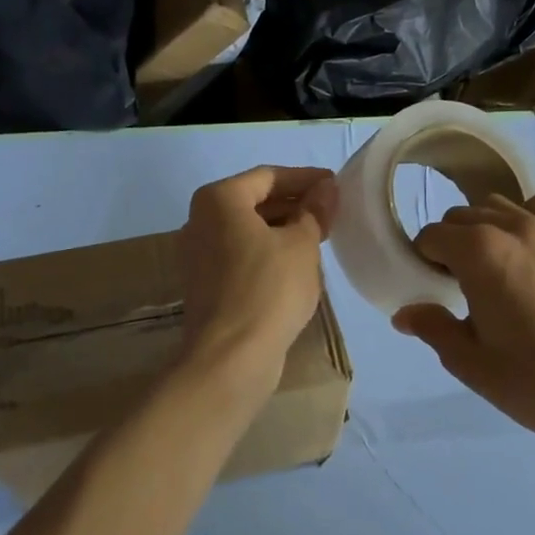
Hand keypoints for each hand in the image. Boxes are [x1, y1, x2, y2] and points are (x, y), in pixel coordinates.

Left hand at [179, 165, 337, 393]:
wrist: (230, 358)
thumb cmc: (269, 290)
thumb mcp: (301, 245)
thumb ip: (314, 211)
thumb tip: (326, 189)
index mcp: (219, 200)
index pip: (268, 176)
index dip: (306, 178)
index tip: (336, 185)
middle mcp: (200, 221)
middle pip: (254, 201)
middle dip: (294, 203)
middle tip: (331, 211)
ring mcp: (198, 255)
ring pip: (248, 230)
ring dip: (282, 229)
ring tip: (320, 236)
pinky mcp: (206, 284)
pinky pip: (241, 255)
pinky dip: (268, 252)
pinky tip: (297, 264)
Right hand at [394, 193, 534, 456]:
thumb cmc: (531, 381)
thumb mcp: (468, 361)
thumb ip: (432, 326)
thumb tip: (404, 313)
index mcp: (479, 254)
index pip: (432, 236)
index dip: (424, 260)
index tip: (433, 288)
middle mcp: (513, 229)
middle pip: (462, 216)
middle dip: (451, 244)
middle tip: (459, 285)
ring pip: (499, 207)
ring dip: (484, 229)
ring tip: (493, 268)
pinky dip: (524, 219)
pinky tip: (527, 253)